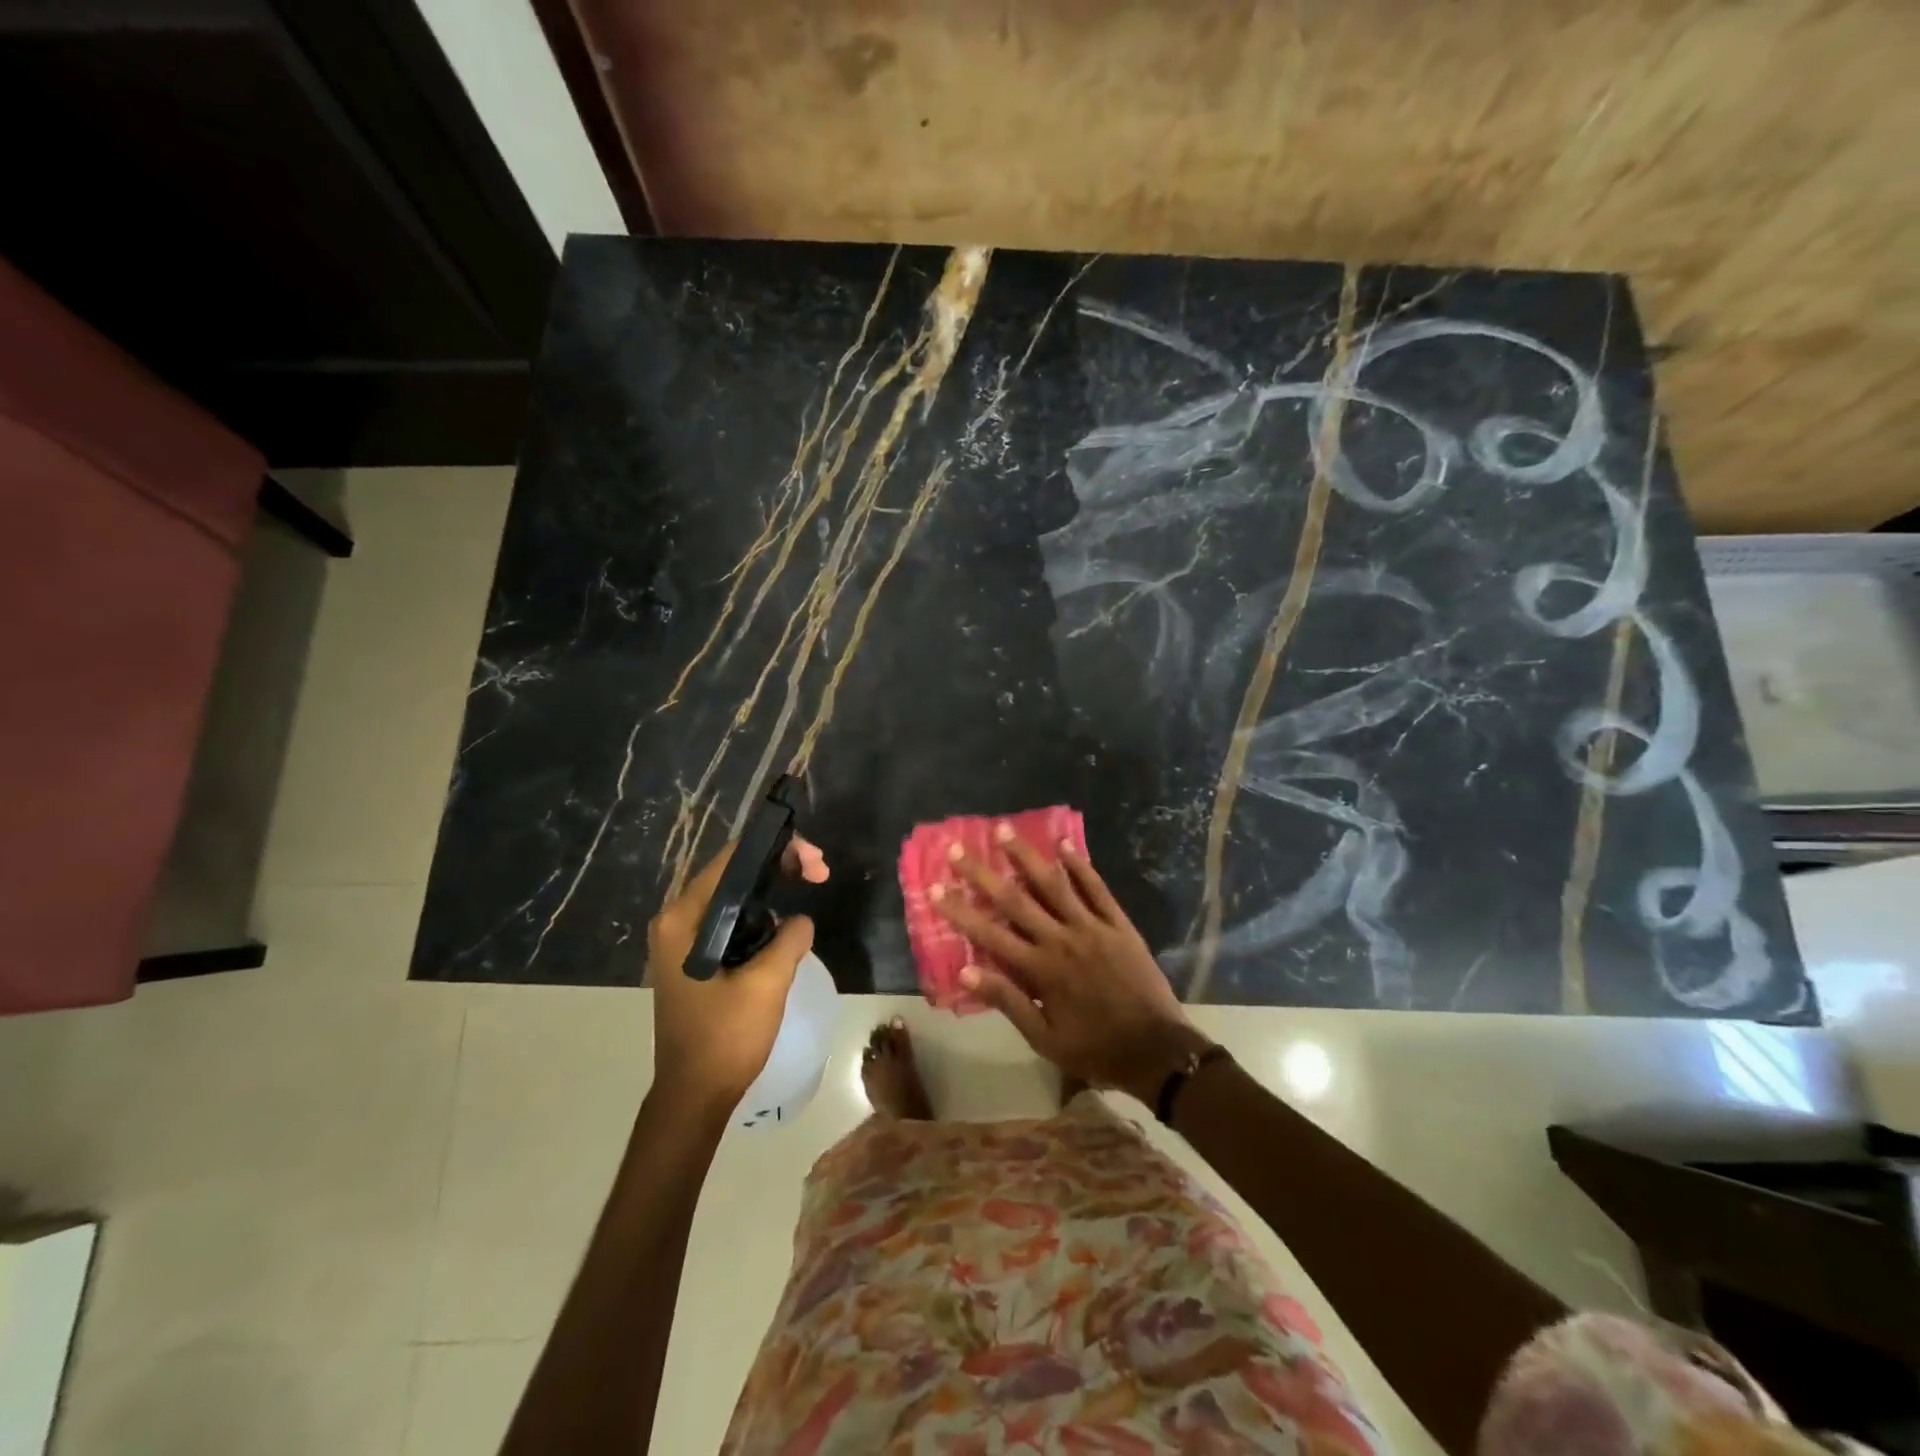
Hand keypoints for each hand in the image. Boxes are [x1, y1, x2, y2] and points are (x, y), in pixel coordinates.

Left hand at [648, 837, 828, 1111]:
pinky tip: (784, 924)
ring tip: (810, 886)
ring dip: (771, 890)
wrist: (694, 1096)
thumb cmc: (725, 1038)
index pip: (732, 861)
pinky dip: (759, 915)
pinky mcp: (693, 959)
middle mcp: (676, 921)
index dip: (777, 850)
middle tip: (820, 873)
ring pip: (733, 898)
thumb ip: (789, 938)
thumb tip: (800, 920)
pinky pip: (730, 921)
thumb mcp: (767, 983)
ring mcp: (681, 941)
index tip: (815, 863)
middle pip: (732, 875)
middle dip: (778, 867)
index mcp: (683, 919)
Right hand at [932, 827, 1211, 1104]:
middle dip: (982, 874)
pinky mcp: (1118, 924)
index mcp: (1040, 970)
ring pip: (1054, 884)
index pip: (990, 934)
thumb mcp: (1044, 1038)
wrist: (1157, 1050)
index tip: (936, 887)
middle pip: (1015, 900)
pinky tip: (1065, 844)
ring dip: (1026, 856)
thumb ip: (1007, 1000)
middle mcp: (1062, 939)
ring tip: (1004, 830)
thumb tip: (965, 971)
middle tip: (957, 848)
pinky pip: (1097, 889)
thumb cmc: (1095, 1048)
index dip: (960, 910)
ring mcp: (1092, 927)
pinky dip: (1080, 866)